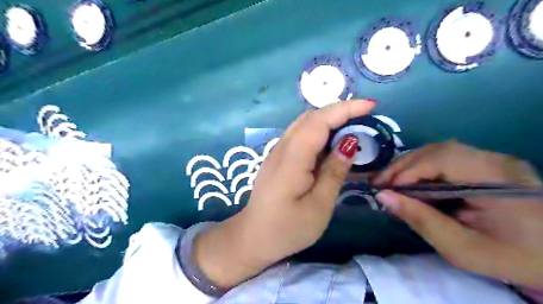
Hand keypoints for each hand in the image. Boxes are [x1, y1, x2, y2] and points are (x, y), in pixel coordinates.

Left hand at [195, 99, 378, 288]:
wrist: (253, 237)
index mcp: (292, 159)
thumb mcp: (319, 206)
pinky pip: (299, 137)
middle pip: (310, 118)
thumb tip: (349, 143)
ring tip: (352, 128)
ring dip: (328, 121)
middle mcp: (281, 148)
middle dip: (338, 112)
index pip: (318, 122)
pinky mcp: (277, 159)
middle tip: (364, 118)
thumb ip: (334, 172)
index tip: (370, 106)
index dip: (344, 109)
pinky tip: (331, 145)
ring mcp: (277, 152)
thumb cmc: (288, 228)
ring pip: (303, 125)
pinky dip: (318, 133)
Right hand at [374, 142, 542, 287]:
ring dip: (410, 164)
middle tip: (380, 183)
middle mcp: (495, 160)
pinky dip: (423, 167)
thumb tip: (383, 196)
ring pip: (439, 151)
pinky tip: (412, 181)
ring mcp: (493, 159)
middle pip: (437, 150)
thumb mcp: (462, 248)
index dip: (409, 170)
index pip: (442, 159)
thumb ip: (421, 220)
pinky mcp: (488, 163)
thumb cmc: (511, 257)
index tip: (385, 188)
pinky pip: (446, 157)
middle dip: (403, 165)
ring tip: (391, 182)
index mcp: (496, 180)